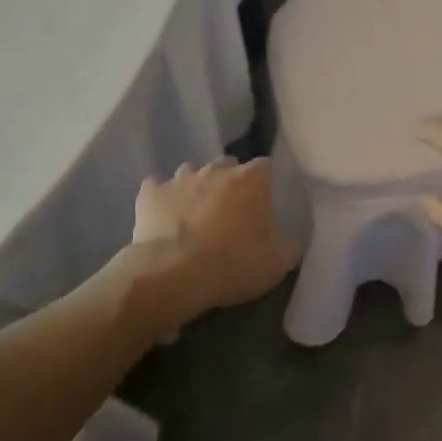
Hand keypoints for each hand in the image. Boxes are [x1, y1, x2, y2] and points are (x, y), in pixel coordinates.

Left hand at [133, 158, 299, 314]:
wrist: (174, 274)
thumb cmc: (234, 263)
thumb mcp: (278, 263)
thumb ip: (289, 245)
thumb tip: (291, 241)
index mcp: (252, 179)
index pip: (265, 167)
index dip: (264, 185)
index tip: (263, 205)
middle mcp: (217, 169)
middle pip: (227, 166)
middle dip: (229, 183)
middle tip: (229, 212)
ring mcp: (180, 178)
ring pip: (191, 173)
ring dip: (196, 189)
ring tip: (195, 216)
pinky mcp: (150, 192)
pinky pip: (157, 188)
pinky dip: (161, 200)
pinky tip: (163, 218)